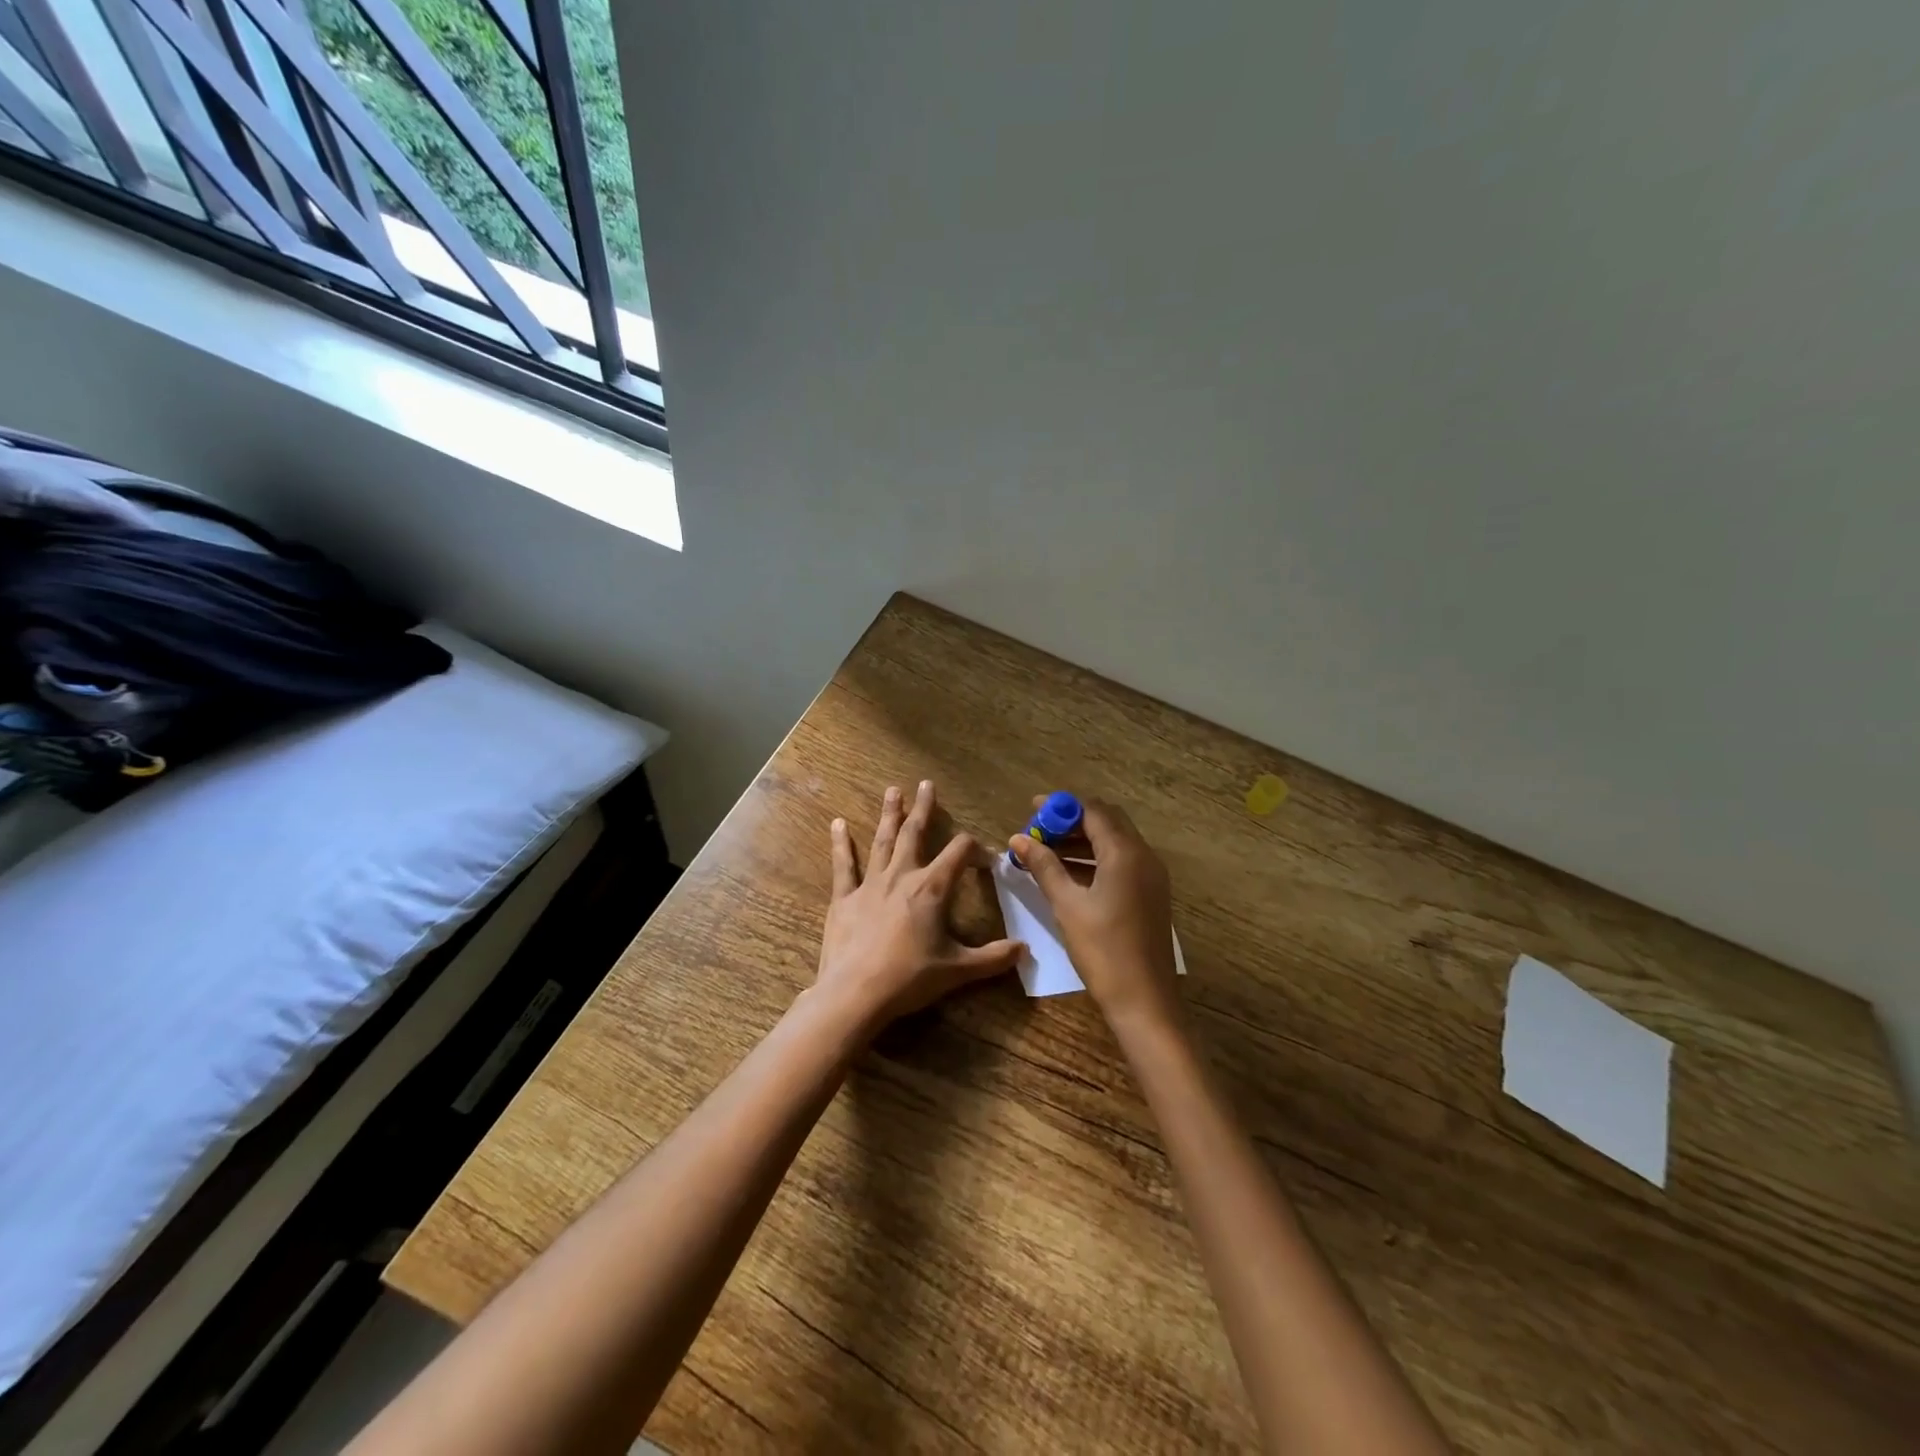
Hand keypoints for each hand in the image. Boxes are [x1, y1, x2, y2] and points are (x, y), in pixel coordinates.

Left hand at [816, 781, 1023, 1032]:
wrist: (856, 993)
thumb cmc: (910, 978)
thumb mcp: (958, 970)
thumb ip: (993, 958)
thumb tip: (1025, 951)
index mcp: (931, 888)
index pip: (959, 853)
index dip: (976, 850)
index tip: (985, 859)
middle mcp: (901, 876)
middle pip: (914, 833)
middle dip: (923, 808)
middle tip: (926, 784)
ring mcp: (870, 884)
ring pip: (882, 841)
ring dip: (889, 815)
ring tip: (892, 791)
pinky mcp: (844, 898)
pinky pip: (843, 866)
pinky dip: (841, 844)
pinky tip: (837, 824)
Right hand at [1008, 797, 1181, 1036]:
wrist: (1145, 1000)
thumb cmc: (1103, 950)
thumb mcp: (1067, 905)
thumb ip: (1044, 866)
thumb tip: (1018, 839)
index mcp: (1125, 853)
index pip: (1092, 811)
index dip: (1061, 807)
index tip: (1032, 811)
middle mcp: (1144, 856)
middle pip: (1107, 821)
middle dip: (1071, 821)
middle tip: (1039, 831)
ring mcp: (1151, 876)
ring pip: (1115, 842)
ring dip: (1082, 840)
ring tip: (1046, 851)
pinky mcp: (1150, 894)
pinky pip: (1122, 861)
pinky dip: (1096, 858)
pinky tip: (1069, 874)